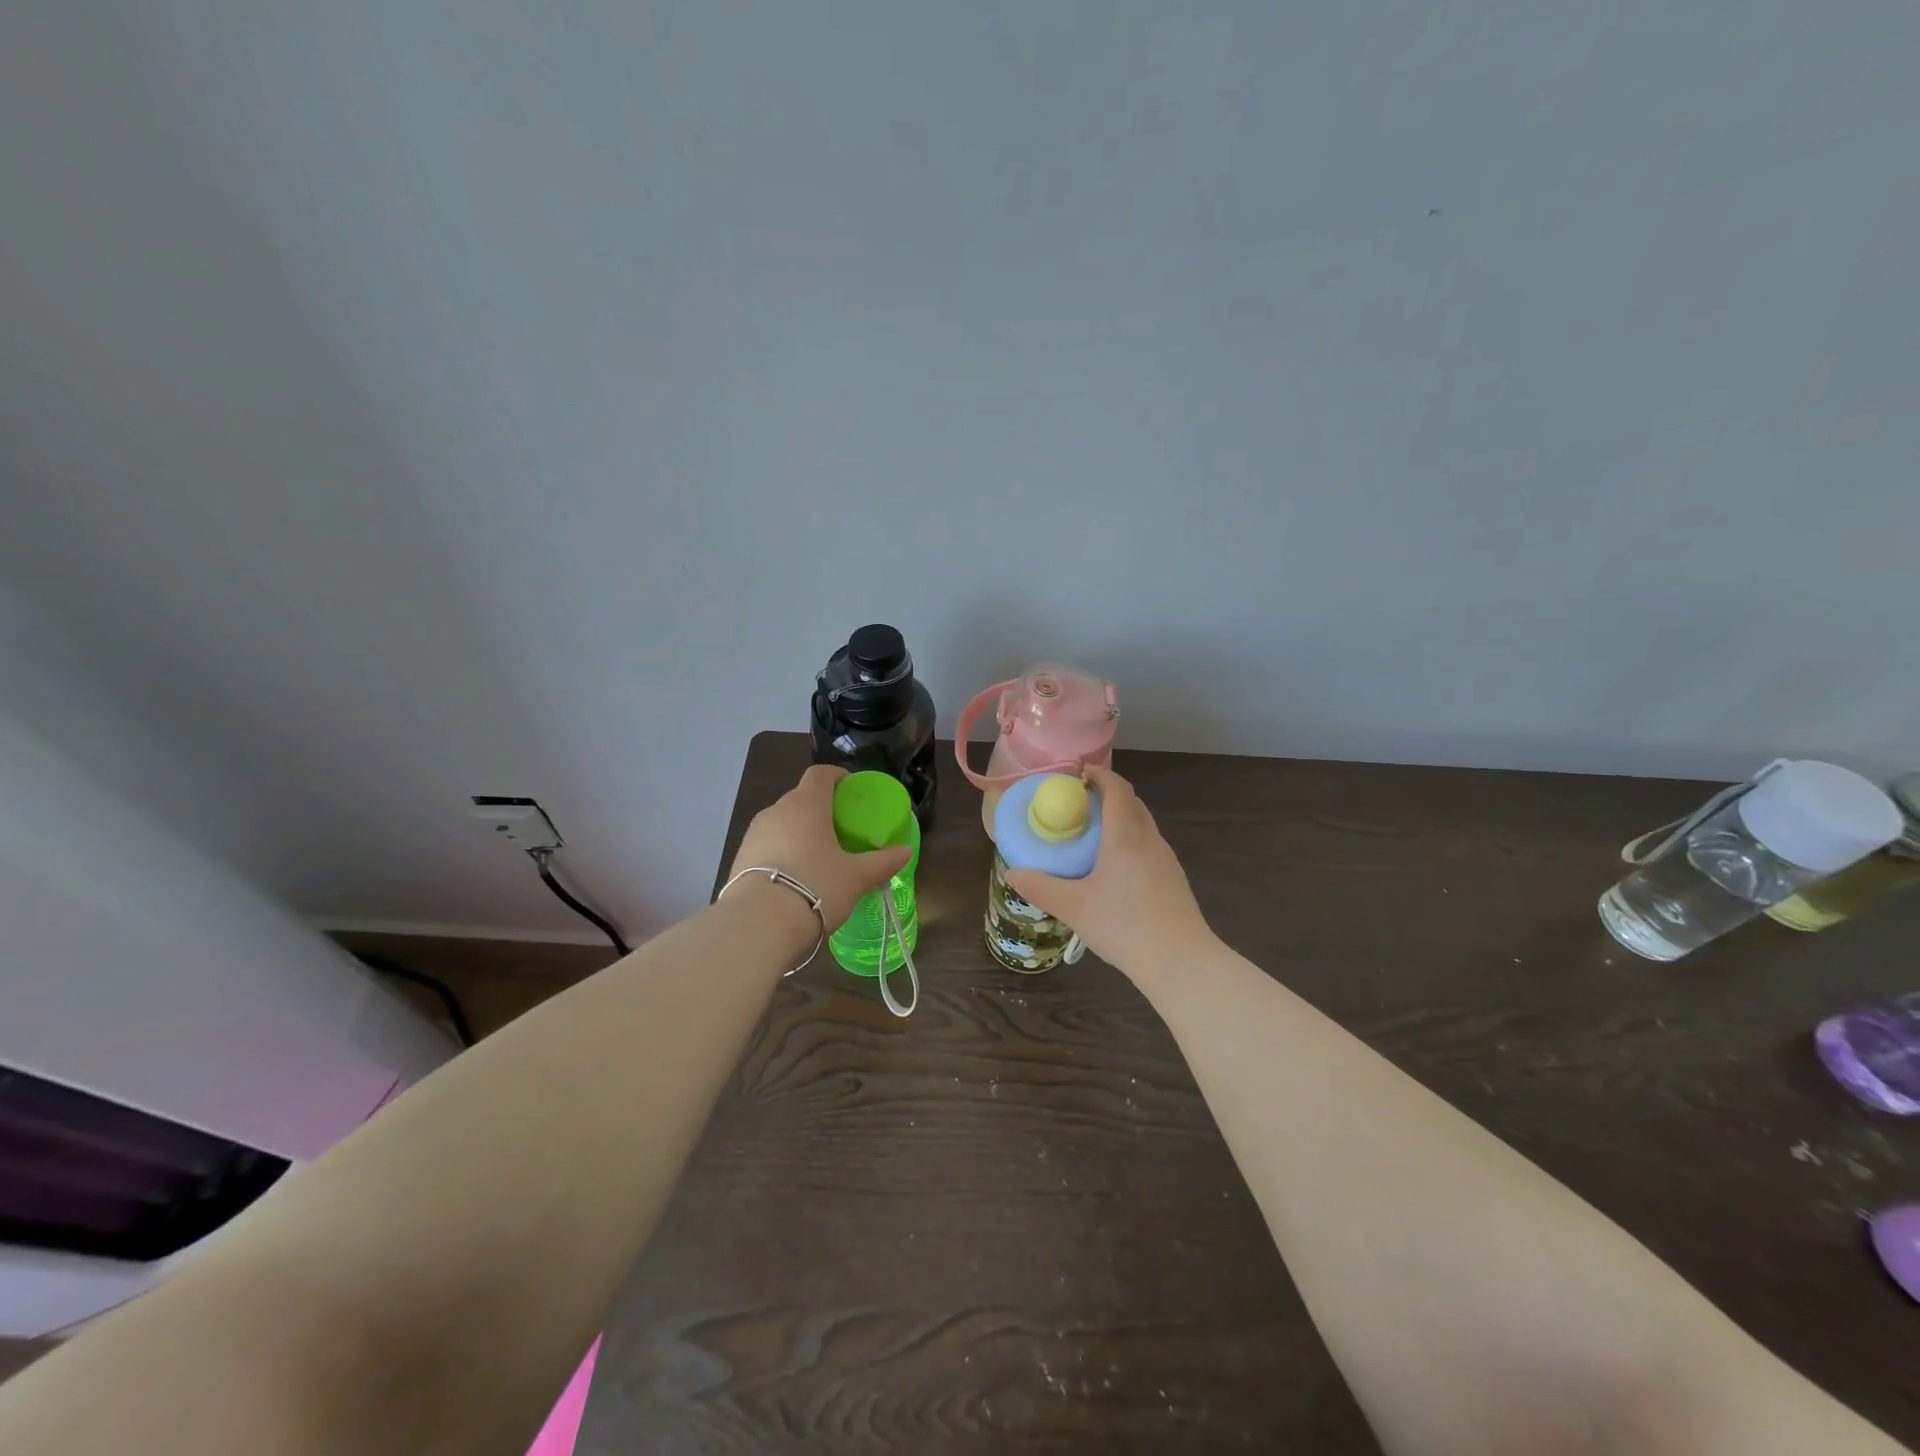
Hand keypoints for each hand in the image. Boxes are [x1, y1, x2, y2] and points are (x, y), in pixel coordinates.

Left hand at [730, 765, 911, 930]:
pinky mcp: (739, 857)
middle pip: (800, 797)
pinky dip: (782, 851)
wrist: (758, 924)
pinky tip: (793, 876)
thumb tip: (906, 851)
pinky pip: (767, 844)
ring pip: (782, 821)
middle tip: (840, 829)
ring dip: (799, 831)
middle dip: (820, 807)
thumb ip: (883, 862)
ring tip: (817, 855)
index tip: (850, 789)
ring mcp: (754, 833)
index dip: (836, 776)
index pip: (820, 774)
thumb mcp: (856, 877)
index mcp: (807, 805)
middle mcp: (777, 810)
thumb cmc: (816, 887)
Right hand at [1003, 764, 1211, 979]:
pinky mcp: (1174, 880)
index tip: (1078, 773)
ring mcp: (1166, 860)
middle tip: (1079, 804)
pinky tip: (1114, 870)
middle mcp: (1150, 840)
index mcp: (1126, 836)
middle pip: (1132, 803)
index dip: (1100, 774)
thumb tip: (1011, 873)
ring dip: (1121, 819)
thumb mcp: (1074, 907)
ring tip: (1092, 836)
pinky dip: (1130, 842)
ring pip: (1143, 826)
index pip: (1117, 789)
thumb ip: (1040, 887)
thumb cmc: (1125, 926)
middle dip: (1108, 795)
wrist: (1181, 962)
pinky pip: (1149, 847)